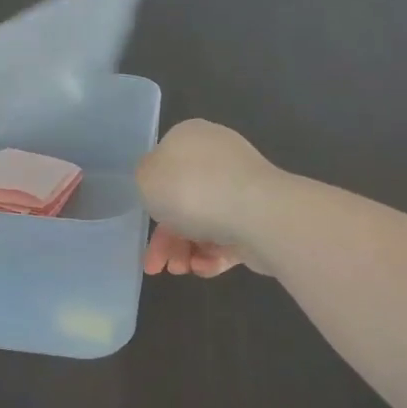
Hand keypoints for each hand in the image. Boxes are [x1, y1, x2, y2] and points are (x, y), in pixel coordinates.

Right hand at [137, 119, 281, 277]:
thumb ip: (146, 178)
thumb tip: (159, 182)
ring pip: (205, 222)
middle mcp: (219, 158)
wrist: (257, 214)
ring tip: (182, 270)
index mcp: (192, 138)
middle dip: (167, 237)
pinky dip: (213, 254)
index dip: (152, 196)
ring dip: (186, 249)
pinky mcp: (260, 217)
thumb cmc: (191, 190)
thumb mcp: (147, 177)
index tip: (146, 221)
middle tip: (157, 265)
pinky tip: (204, 267)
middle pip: (184, 200)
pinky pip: (229, 237)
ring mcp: (242, 188)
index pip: (166, 164)